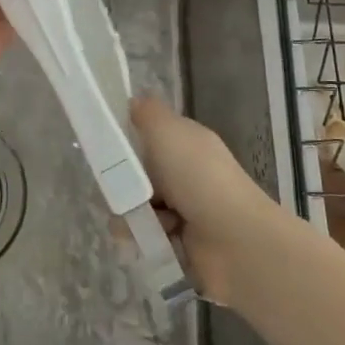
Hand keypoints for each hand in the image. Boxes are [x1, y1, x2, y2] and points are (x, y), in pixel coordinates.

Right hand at [131, 95, 281, 306]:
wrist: (234, 239)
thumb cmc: (198, 177)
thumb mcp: (168, 132)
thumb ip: (148, 113)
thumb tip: (135, 101)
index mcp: (187, 144)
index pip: (151, 137)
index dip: (129, 143)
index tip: (110, 151)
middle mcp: (186, 174)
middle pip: (139, 175)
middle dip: (124, 185)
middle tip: (119, 192)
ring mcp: (184, 211)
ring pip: (138, 208)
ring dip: (131, 215)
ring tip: (135, 223)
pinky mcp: (179, 243)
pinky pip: (146, 236)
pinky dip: (142, 238)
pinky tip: (146, 239)